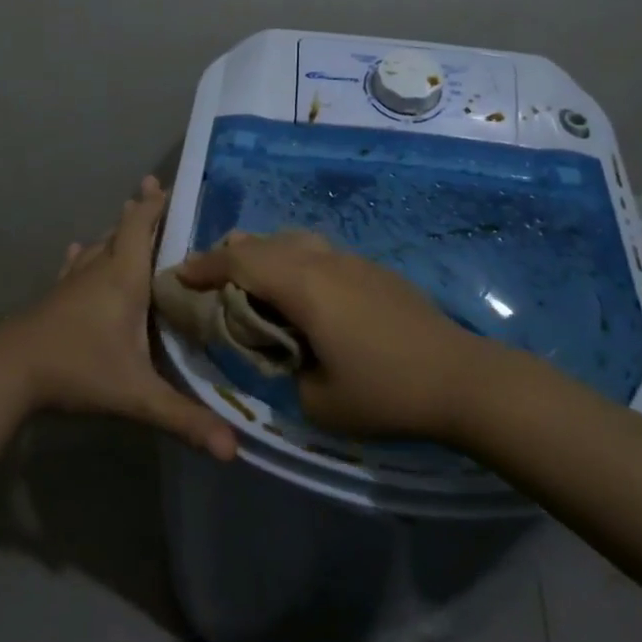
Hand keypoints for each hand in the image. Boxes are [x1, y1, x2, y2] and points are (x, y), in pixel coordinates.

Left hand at [1, 176, 237, 460]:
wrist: (7, 372)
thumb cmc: (77, 369)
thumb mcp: (137, 395)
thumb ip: (184, 419)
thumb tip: (233, 449)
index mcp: (124, 278)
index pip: (141, 226)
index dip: (156, 204)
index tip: (171, 184)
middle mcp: (99, 270)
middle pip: (122, 230)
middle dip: (141, 211)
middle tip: (158, 193)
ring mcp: (72, 282)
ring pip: (99, 245)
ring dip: (117, 230)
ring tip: (129, 218)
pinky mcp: (54, 298)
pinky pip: (75, 265)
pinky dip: (85, 254)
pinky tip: (81, 250)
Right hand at [171, 231, 482, 442]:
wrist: (461, 379)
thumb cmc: (385, 392)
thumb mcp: (317, 401)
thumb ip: (286, 370)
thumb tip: (284, 354)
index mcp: (304, 286)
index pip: (240, 261)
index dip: (205, 266)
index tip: (180, 276)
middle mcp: (324, 262)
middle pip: (265, 242)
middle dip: (230, 255)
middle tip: (209, 279)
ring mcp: (353, 262)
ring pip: (294, 241)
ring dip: (265, 254)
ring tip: (252, 280)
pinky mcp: (375, 271)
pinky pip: (320, 253)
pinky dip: (294, 262)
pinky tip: (301, 293)